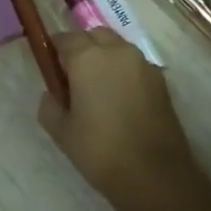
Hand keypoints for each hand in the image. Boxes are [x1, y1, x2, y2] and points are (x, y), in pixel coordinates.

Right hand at [37, 29, 197, 205]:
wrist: (154, 175)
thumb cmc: (100, 150)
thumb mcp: (61, 132)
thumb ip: (49, 105)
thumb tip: (53, 93)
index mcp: (88, 58)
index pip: (65, 39)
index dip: (55, 52)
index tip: (51, 70)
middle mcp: (117, 51)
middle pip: (95, 36)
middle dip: (82, 48)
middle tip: (74, 78)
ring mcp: (143, 64)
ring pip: (118, 47)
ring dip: (105, 57)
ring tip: (99, 90)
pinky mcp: (161, 80)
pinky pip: (135, 65)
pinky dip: (124, 72)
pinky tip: (120, 100)